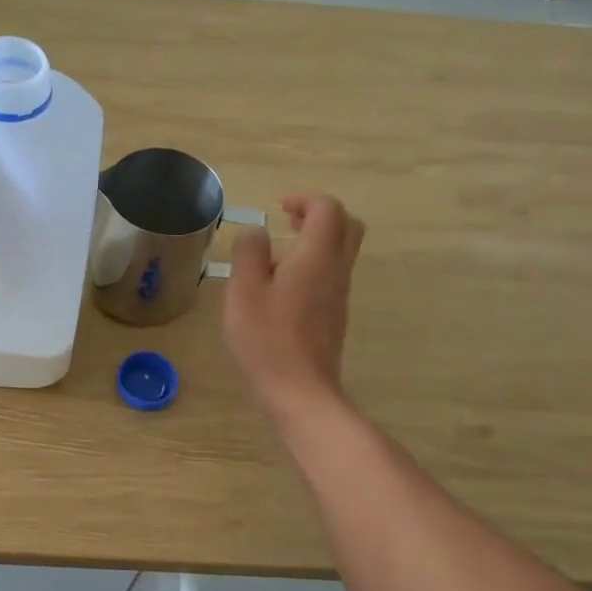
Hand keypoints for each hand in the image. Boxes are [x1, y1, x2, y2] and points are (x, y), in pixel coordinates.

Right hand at [225, 193, 364, 416]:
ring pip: (342, 252)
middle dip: (320, 215)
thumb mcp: (244, 291)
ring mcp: (339, 295)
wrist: (299, 390)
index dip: (304, 199)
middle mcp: (336, 270)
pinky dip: (314, 265)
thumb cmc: (266, 338)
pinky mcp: (334, 317)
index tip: (278, 207)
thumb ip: (248, 253)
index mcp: (317, 256)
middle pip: (348, 226)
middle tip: (289, 220)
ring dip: (317, 241)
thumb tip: (256, 232)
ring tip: (278, 253)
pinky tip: (282, 286)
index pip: (327, 209)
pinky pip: (332, 276)